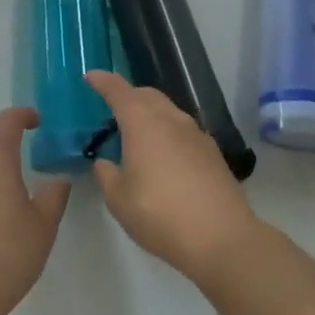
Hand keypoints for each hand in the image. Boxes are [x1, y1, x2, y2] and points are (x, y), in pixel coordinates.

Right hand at [87, 72, 260, 284]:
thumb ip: (107, 176)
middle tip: (113, 109)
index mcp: (142, 122)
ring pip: (168, 110)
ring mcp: (195, 133)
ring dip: (150, 113)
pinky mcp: (212, 151)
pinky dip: (168, 132)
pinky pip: (183, 130)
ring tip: (139, 135)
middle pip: (146, 94)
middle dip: (128, 95)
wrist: (222, 237)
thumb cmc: (161, 215)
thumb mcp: (119, 201)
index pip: (119, 90)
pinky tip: (165, 156)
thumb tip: (105, 163)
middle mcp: (170, 118)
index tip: (91, 76)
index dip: (103, 81)